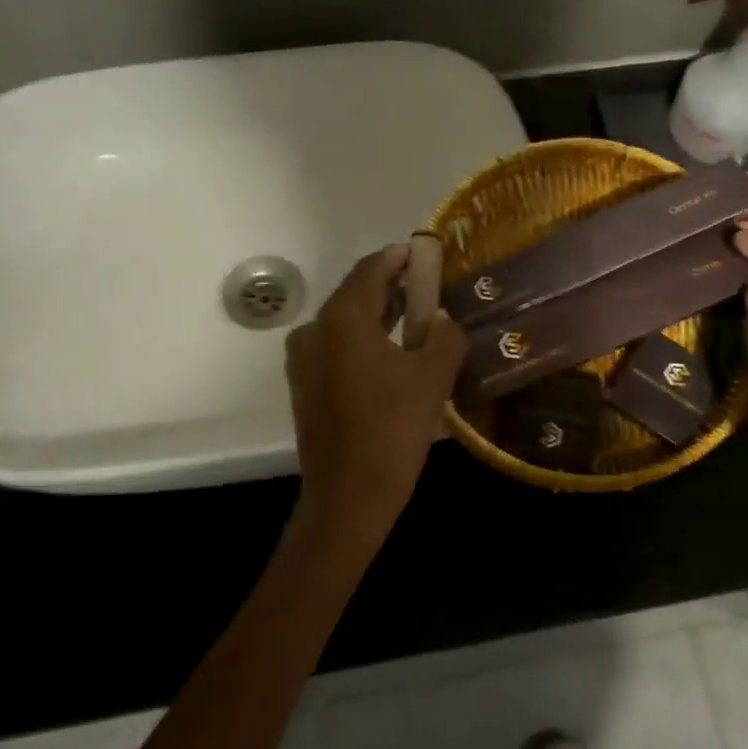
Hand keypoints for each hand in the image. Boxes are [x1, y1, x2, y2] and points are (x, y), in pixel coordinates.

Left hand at [285, 244, 468, 538]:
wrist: (348, 497)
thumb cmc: (392, 430)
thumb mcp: (433, 378)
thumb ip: (444, 336)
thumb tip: (442, 322)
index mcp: (342, 318)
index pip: (372, 270)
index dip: (399, 257)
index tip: (423, 251)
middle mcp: (314, 330)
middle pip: (356, 294)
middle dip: (391, 287)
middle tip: (428, 285)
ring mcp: (303, 359)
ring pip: (345, 323)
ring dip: (378, 315)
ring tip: (416, 316)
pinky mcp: (304, 385)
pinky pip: (336, 348)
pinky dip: (363, 340)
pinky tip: (391, 352)